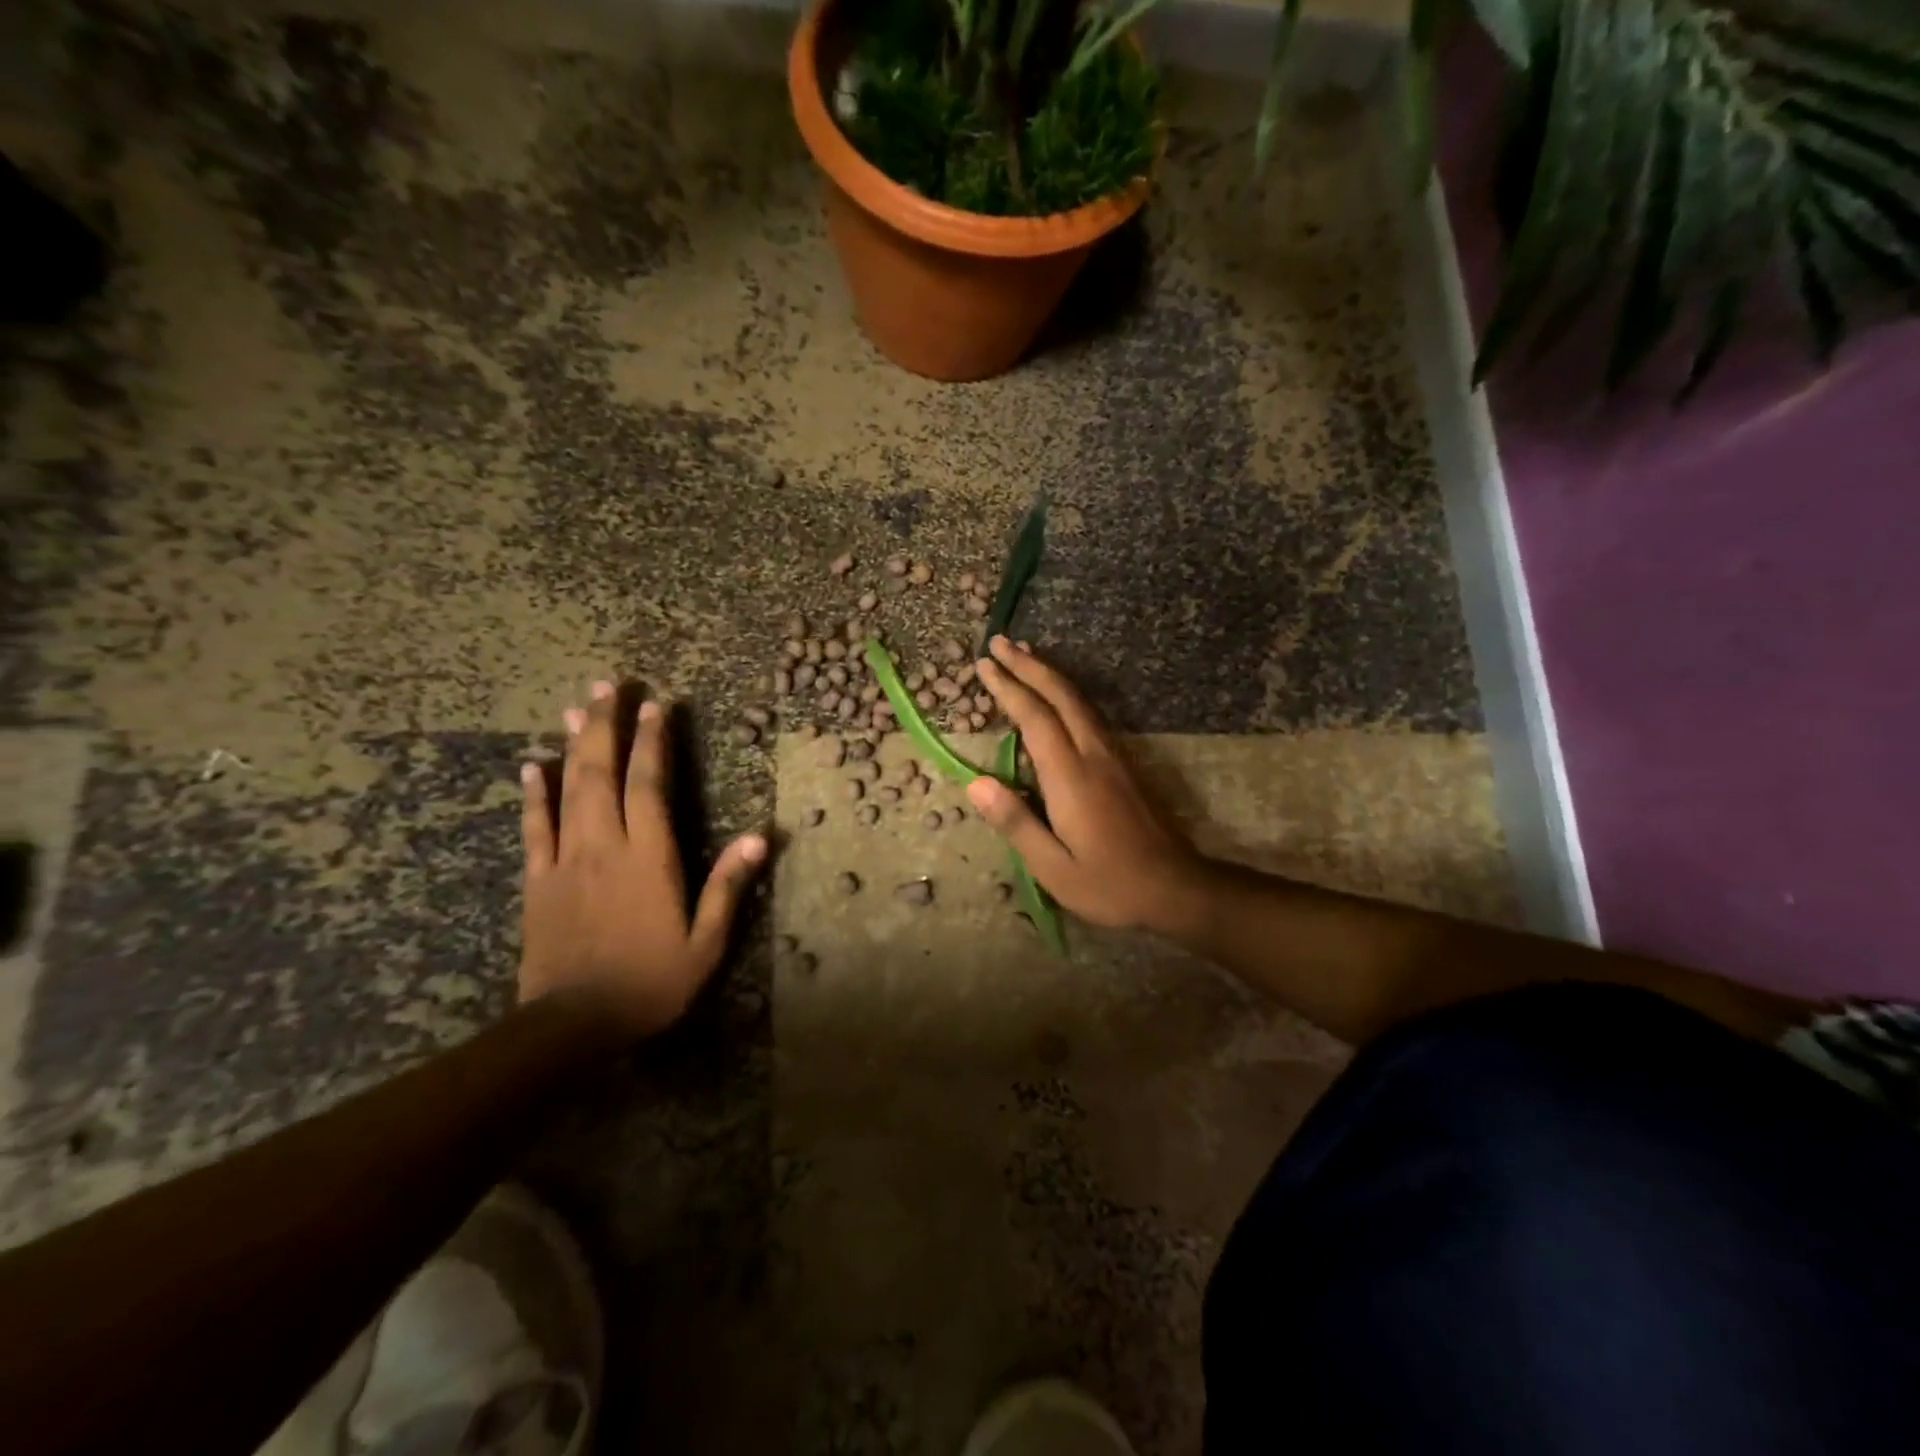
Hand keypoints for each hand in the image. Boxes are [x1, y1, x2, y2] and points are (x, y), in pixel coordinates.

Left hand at [519, 681, 767, 1035]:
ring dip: (573, 746)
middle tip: (607, 685)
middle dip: (606, 725)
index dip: (653, 743)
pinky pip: (535, 828)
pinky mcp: (539, 880)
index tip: (657, 705)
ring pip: (568, 790)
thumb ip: (728, 886)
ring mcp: (565, 860)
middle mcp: (604, 846)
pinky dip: (535, 794)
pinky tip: (533, 766)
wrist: (573, 1024)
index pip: (649, 785)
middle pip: (602, 773)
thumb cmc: (650, 982)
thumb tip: (761, 838)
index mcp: (648, 857)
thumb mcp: (705, 942)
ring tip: (575, 708)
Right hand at [966, 638, 1211, 935]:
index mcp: (1072, 778)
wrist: (1178, 888)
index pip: (1035, 719)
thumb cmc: (1110, 885)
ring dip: (1050, 674)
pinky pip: (1090, 714)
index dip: (1008, 688)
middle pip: (1061, 696)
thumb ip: (1016, 823)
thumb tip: (975, 784)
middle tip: (999, 642)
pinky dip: (1067, 694)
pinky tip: (1058, 696)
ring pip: (1079, 701)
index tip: (983, 664)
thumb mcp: (1054, 868)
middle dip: (1029, 665)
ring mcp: (1114, 757)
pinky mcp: (1124, 765)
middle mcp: (1094, 755)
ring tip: (1025, 654)